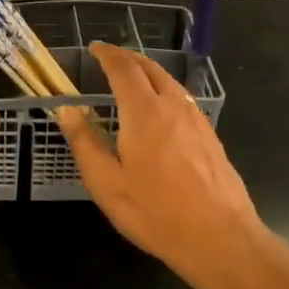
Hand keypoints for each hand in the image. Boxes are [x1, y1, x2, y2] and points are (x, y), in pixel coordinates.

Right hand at [57, 43, 265, 288]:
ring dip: (148, 72)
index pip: (124, 69)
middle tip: (110, 58)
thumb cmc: (157, 213)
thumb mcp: (107, 184)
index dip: (108, 54)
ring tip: (132, 78)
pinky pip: (183, 99)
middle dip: (128, 58)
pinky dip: (164, 90)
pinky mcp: (210, 136)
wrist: (221, 240)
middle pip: (150, 68)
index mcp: (144, 113)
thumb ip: (85, 143)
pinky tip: (160, 109)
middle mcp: (173, 106)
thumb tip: (67, 110)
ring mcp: (196, 120)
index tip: (95, 48)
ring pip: (170, 82)